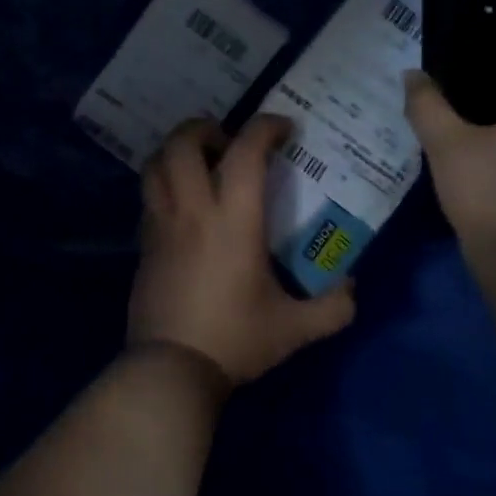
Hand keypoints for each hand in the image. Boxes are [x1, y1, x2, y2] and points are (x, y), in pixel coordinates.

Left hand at [128, 115, 357, 386]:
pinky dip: (165, 184)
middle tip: (227, 140)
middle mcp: (192, 212)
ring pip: (155, 165)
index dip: (265, 128)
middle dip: (204, 127)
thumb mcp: (295, 329)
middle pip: (182, 144)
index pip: (245, 152)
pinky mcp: (144, 246)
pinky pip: (149, 197)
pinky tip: (184, 205)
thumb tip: (352, 288)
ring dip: (176, 151)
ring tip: (200, 163)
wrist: (171, 368)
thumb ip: (333, 308)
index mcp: (233, 221)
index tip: (283, 129)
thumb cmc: (235, 340)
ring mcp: (161, 226)